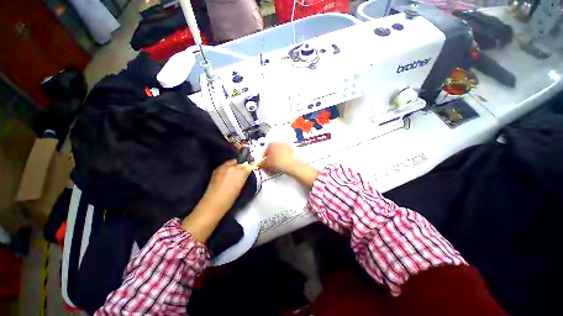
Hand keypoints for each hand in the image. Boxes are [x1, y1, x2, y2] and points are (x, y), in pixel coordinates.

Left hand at [182, 160, 253, 241]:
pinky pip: (226, 165)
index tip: (253, 167)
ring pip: (233, 161)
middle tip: (245, 169)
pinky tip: (228, 173)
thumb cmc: (231, 198)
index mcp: (241, 172)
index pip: (249, 165)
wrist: (214, 202)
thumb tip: (247, 172)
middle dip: (244, 164)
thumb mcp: (241, 186)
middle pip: (241, 161)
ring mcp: (224, 167)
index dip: (251, 166)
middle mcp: (233, 166)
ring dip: (236, 164)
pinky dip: (229, 167)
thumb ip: (244, 176)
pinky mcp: (217, 169)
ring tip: (236, 171)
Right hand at [261, 143, 296, 173]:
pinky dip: (284, 158)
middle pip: (273, 150)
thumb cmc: (276, 163)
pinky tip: (283, 164)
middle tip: (270, 164)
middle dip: (271, 156)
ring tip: (277, 165)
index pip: (265, 150)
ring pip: (280, 152)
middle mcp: (279, 143)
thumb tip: (262, 163)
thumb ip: (262, 163)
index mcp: (271, 144)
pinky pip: (286, 155)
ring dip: (278, 157)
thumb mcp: (266, 164)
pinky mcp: (293, 151)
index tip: (264, 162)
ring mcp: (287, 146)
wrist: (291, 165)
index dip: (264, 157)